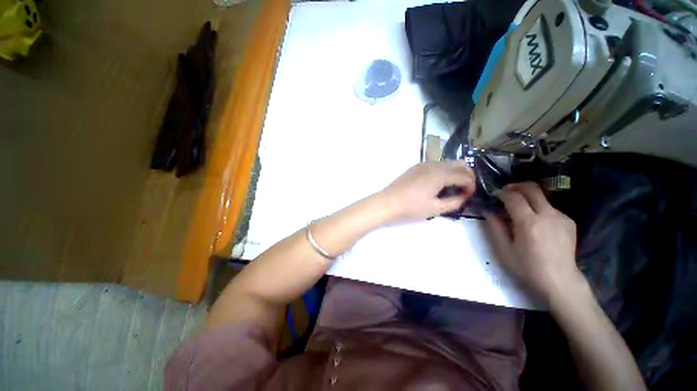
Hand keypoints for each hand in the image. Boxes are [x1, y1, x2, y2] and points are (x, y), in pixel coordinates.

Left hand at [379, 161, 475, 223]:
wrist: (387, 202)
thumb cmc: (411, 207)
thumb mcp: (435, 208)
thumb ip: (454, 202)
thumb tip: (464, 196)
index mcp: (441, 174)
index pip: (465, 175)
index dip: (471, 186)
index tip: (467, 196)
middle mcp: (434, 164)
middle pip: (460, 164)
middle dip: (466, 176)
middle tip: (463, 191)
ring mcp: (424, 164)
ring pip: (447, 163)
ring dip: (454, 173)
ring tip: (450, 189)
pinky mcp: (416, 167)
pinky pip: (436, 165)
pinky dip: (443, 172)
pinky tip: (437, 185)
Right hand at [486, 182, 583, 303]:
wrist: (560, 280)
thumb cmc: (527, 267)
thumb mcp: (504, 249)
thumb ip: (496, 227)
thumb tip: (488, 211)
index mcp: (529, 223)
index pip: (514, 197)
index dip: (502, 193)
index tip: (495, 195)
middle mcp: (547, 215)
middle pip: (532, 189)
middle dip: (516, 186)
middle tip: (506, 191)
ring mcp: (561, 217)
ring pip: (541, 197)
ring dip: (527, 198)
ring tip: (519, 209)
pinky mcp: (569, 221)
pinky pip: (550, 208)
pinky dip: (538, 208)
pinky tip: (535, 222)